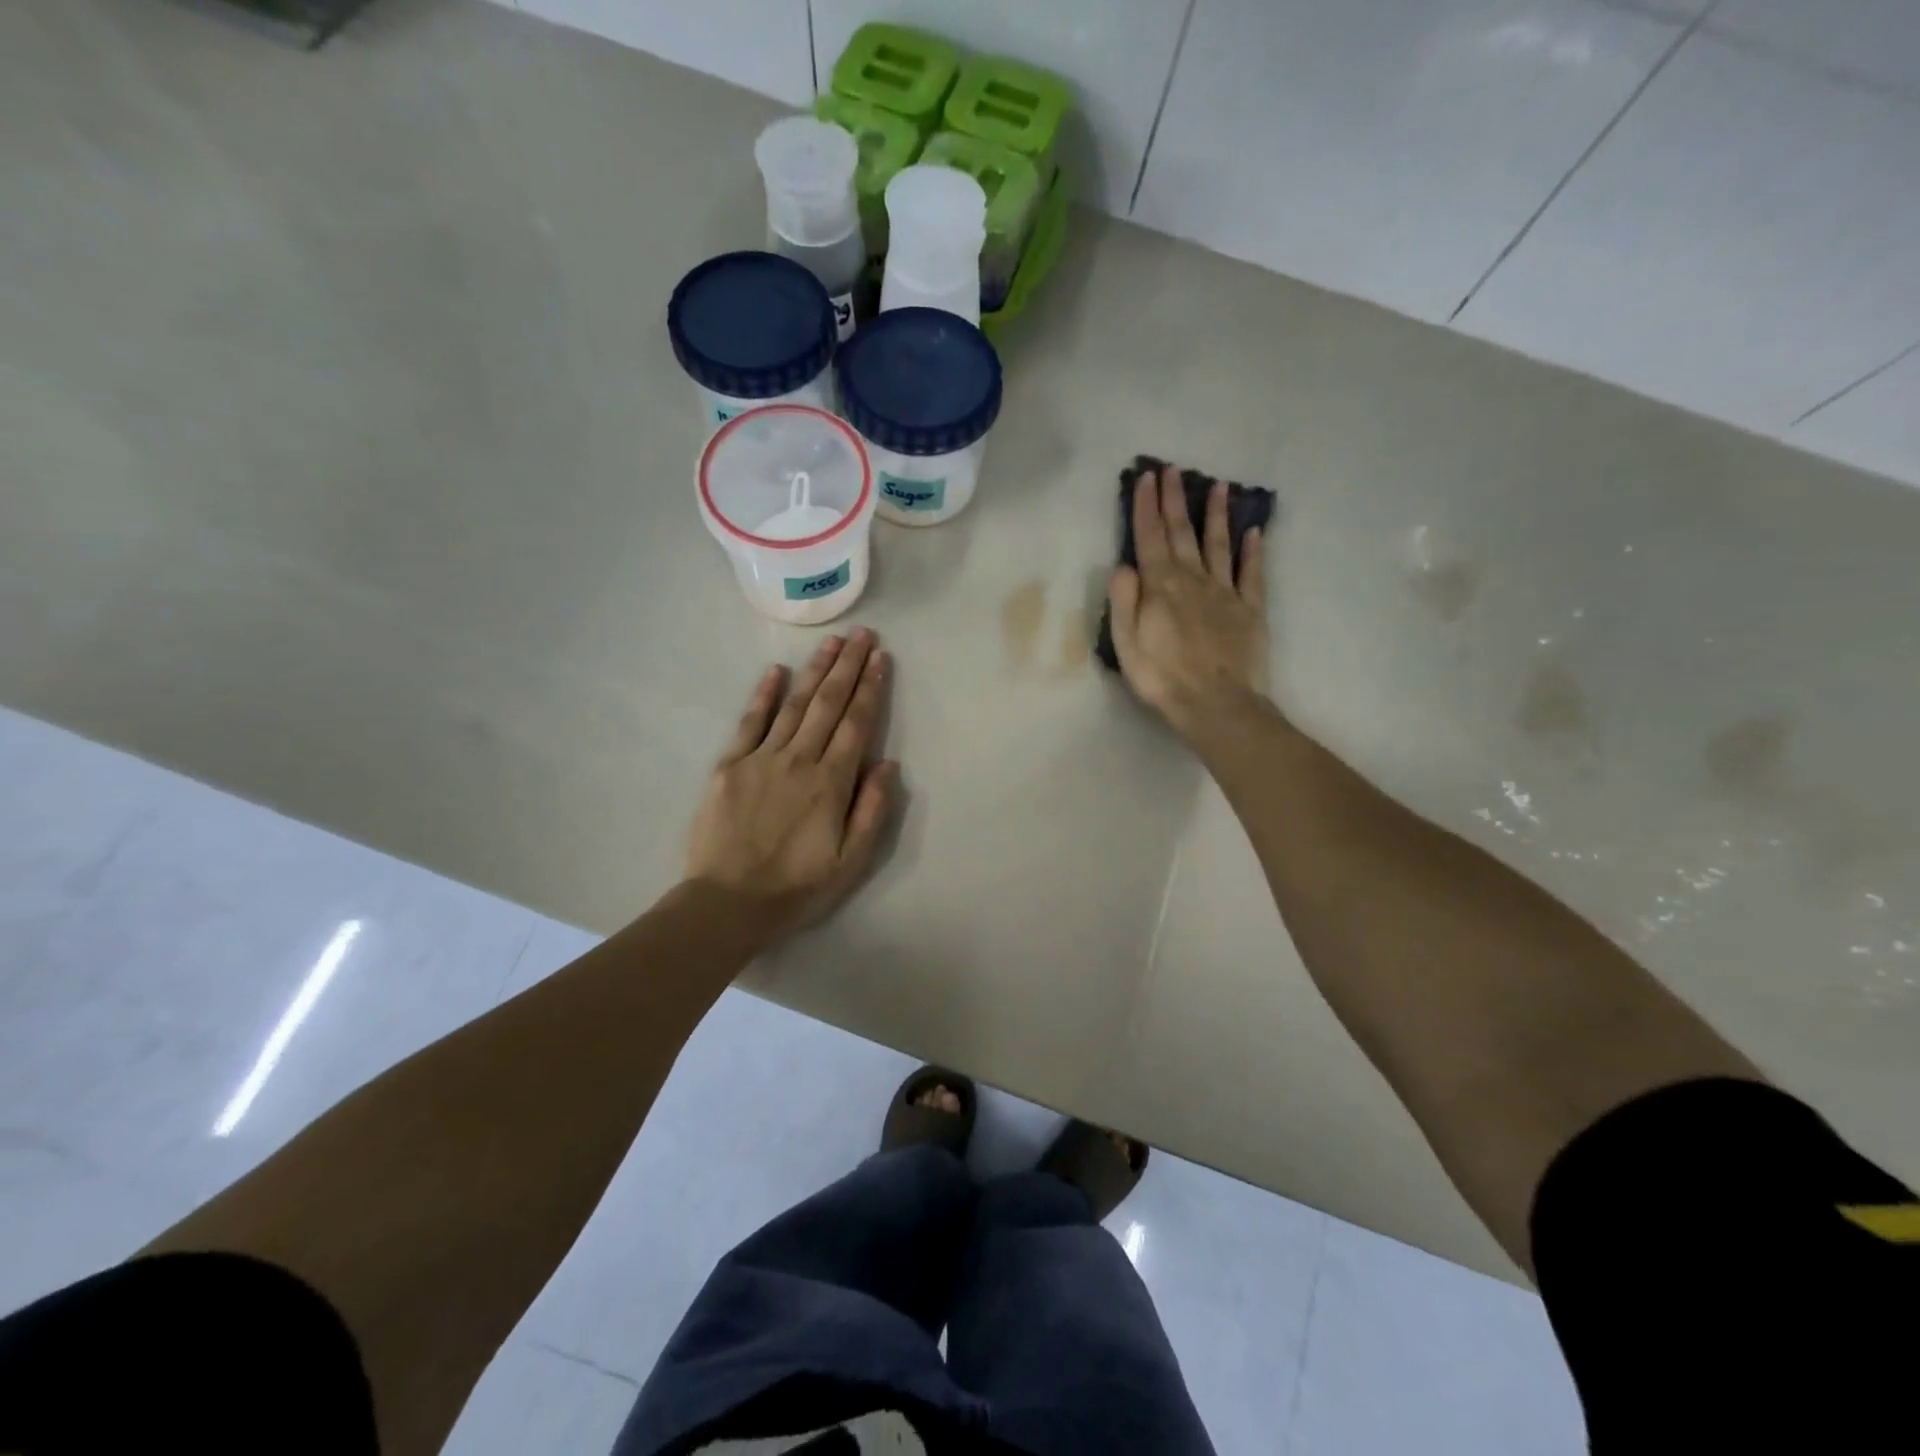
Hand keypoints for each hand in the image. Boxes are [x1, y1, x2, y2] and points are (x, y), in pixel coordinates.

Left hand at [686, 629, 899, 944]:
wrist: (728, 903)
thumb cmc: (797, 887)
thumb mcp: (851, 862)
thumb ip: (871, 811)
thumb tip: (888, 765)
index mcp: (831, 783)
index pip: (857, 725)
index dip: (870, 689)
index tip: (881, 659)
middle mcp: (799, 760)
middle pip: (828, 704)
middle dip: (848, 667)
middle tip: (863, 635)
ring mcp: (761, 758)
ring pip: (794, 705)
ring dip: (815, 671)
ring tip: (832, 642)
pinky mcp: (730, 765)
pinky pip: (750, 723)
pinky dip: (764, 695)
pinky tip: (776, 671)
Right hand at [1108, 463, 1270, 738]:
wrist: (1216, 703)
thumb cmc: (1163, 678)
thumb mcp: (1126, 644)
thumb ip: (1124, 601)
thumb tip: (1124, 564)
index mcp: (1161, 587)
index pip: (1150, 538)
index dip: (1146, 507)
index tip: (1146, 477)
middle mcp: (1194, 580)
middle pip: (1183, 533)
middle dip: (1175, 500)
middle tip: (1172, 469)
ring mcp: (1226, 592)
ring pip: (1219, 544)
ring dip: (1216, 515)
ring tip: (1217, 485)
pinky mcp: (1250, 609)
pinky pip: (1252, 573)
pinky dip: (1253, 550)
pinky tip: (1254, 531)